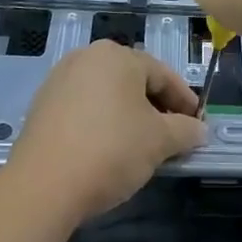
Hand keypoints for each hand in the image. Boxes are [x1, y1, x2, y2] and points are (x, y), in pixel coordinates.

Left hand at [9, 40, 206, 223]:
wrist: (42, 186)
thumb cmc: (110, 150)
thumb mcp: (159, 141)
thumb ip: (185, 131)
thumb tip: (199, 130)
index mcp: (118, 55)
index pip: (163, 74)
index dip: (185, 100)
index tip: (197, 124)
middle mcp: (88, 57)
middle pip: (134, 81)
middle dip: (156, 108)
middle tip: (173, 135)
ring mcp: (60, 80)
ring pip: (108, 94)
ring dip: (129, 116)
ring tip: (142, 146)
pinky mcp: (42, 106)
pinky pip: (84, 108)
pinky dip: (102, 123)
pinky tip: (108, 149)